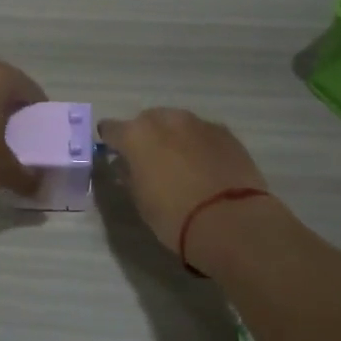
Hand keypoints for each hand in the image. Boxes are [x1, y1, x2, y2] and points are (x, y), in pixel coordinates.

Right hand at [96, 108, 270, 255]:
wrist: (230, 221)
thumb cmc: (174, 216)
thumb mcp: (141, 201)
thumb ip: (131, 176)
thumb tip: (128, 166)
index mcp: (137, 135)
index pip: (112, 129)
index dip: (111, 140)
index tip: (113, 152)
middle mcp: (167, 120)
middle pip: (148, 120)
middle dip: (145, 135)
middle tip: (149, 159)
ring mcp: (199, 123)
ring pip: (178, 123)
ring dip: (174, 137)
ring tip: (179, 162)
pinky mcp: (226, 133)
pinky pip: (203, 133)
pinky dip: (198, 144)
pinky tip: (204, 165)